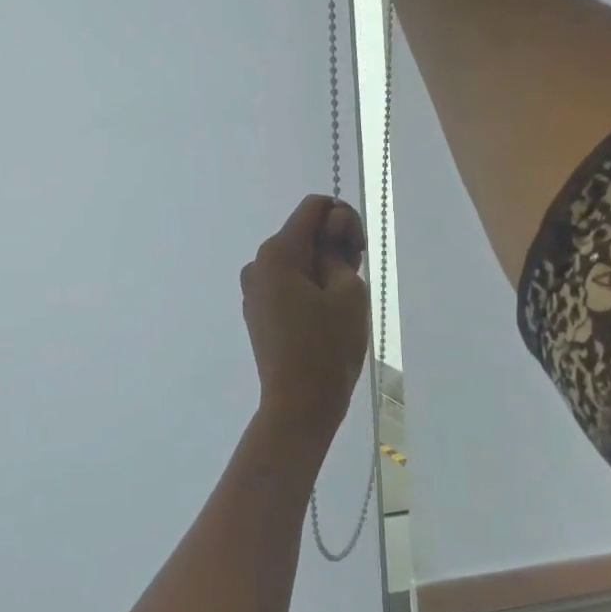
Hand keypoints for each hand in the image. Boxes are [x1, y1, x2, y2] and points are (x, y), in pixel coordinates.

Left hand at [241, 195, 371, 439]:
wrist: (298, 404)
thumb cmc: (328, 347)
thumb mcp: (347, 291)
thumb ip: (338, 247)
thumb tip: (331, 223)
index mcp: (277, 252)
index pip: (314, 208)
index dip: (343, 219)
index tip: (357, 253)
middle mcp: (258, 263)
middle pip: (302, 232)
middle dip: (333, 245)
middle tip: (353, 280)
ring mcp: (253, 288)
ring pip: (295, 258)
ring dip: (322, 267)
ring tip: (340, 304)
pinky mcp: (257, 310)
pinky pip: (285, 282)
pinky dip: (307, 285)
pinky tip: (322, 315)